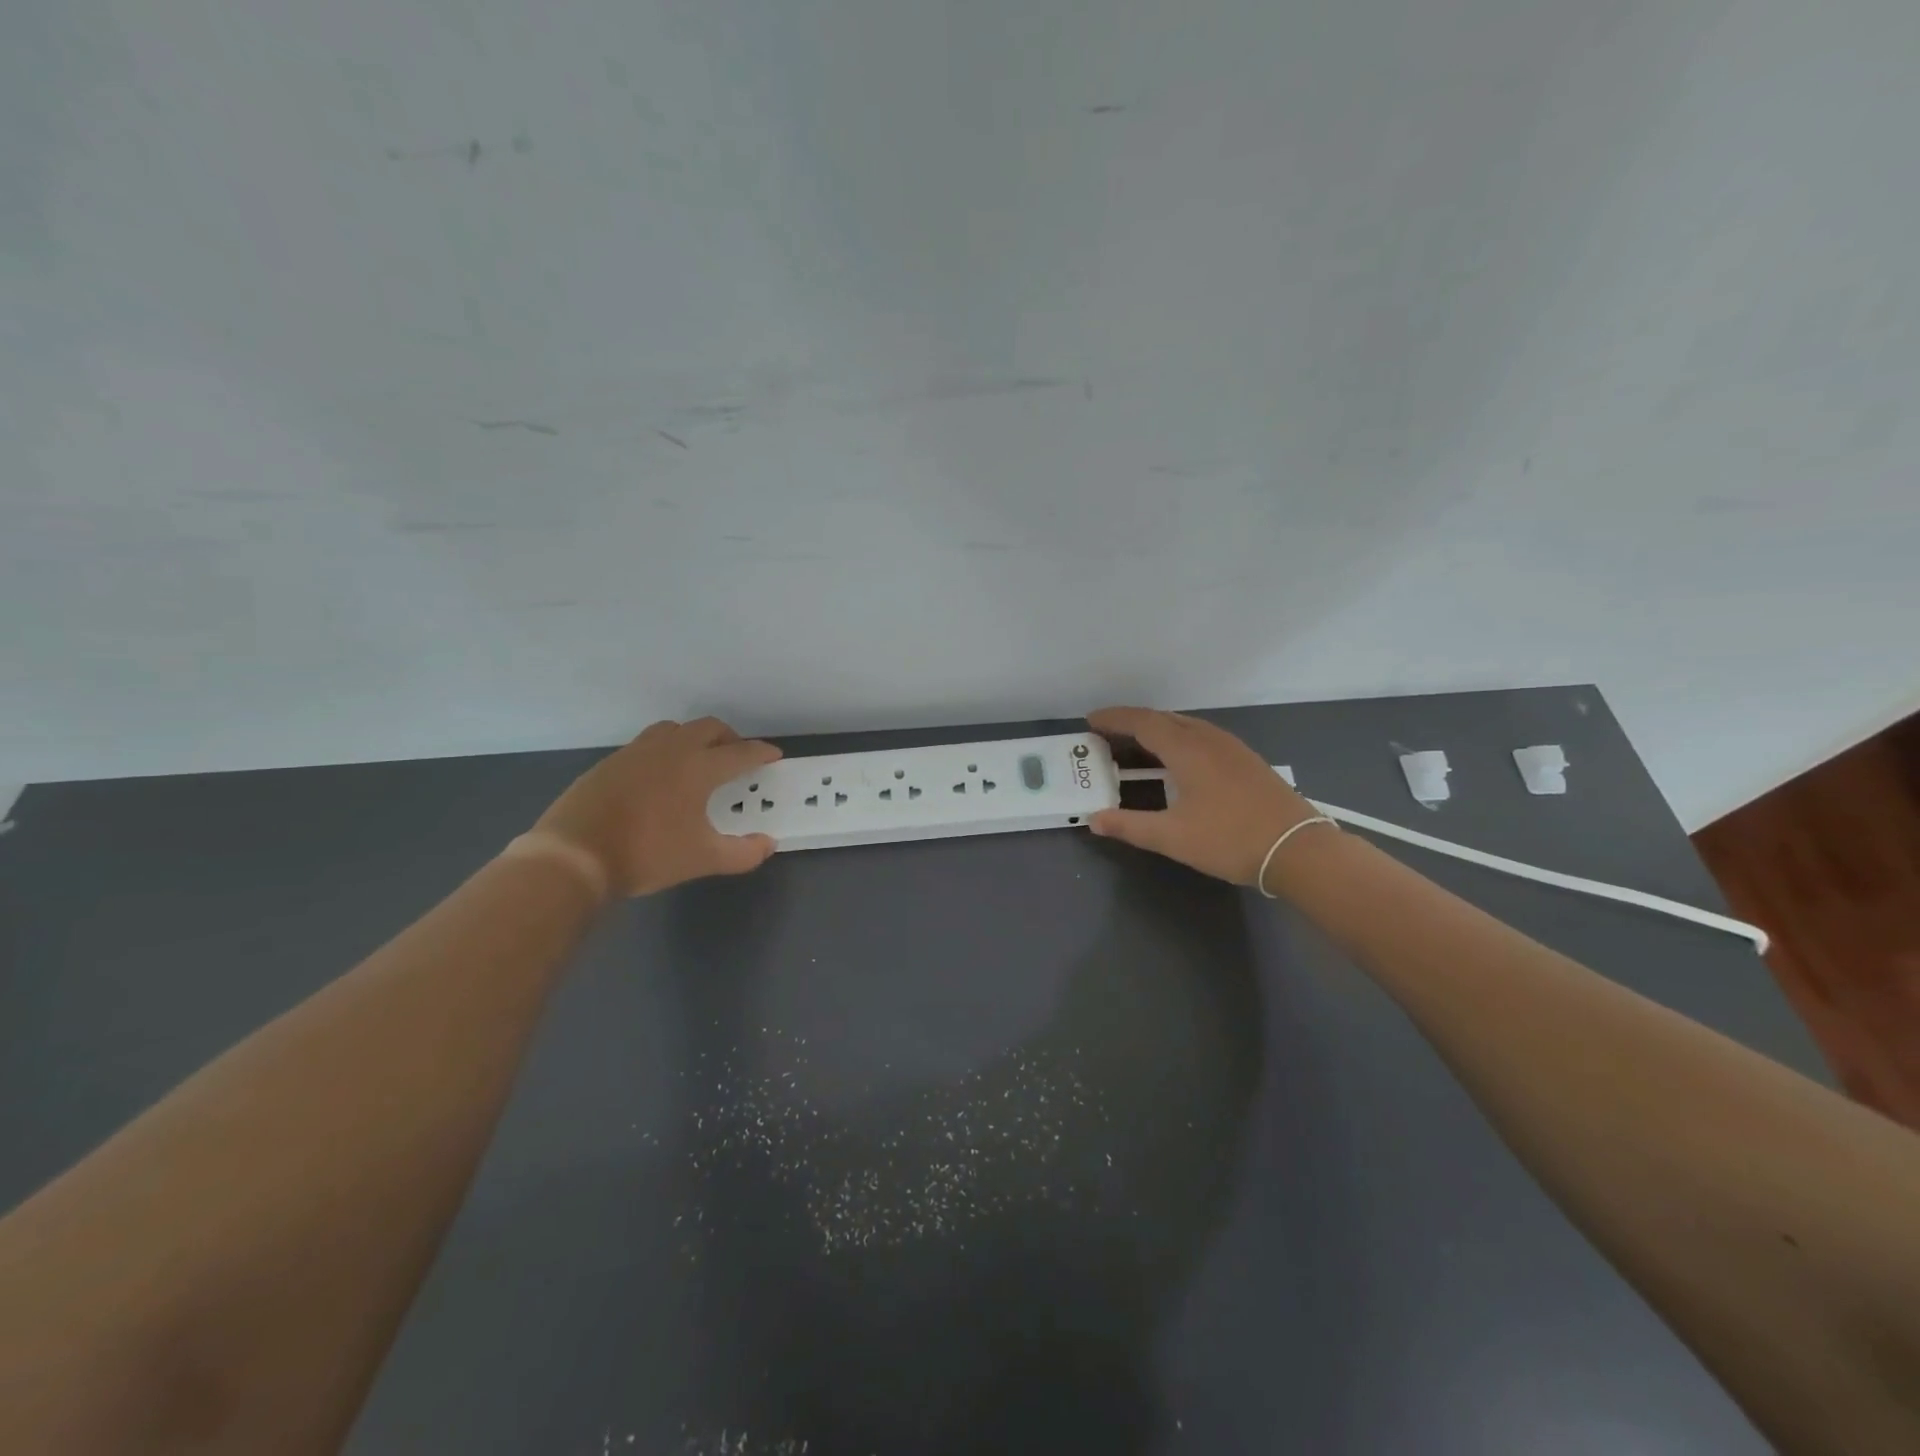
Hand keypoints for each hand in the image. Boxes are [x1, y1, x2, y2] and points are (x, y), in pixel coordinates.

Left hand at [534, 717, 780, 896]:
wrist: (574, 854)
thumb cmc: (647, 854)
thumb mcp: (702, 859)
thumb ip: (742, 853)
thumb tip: (767, 844)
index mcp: (699, 767)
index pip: (740, 753)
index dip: (761, 753)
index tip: (773, 755)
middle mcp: (671, 750)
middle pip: (709, 728)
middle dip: (730, 738)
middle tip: (737, 756)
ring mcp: (636, 752)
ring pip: (674, 729)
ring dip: (694, 737)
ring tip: (698, 760)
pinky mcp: (611, 762)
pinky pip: (647, 744)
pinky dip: (665, 750)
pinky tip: (660, 777)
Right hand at [1087, 706, 1320, 886]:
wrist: (1298, 849)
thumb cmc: (1230, 839)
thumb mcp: (1172, 837)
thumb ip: (1129, 826)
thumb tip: (1094, 819)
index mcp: (1187, 749)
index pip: (1142, 722)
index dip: (1114, 719)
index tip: (1090, 721)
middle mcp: (1208, 739)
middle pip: (1163, 719)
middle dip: (1132, 722)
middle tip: (1107, 734)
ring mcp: (1231, 747)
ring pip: (1186, 725)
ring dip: (1157, 729)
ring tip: (1136, 743)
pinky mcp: (1246, 760)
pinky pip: (1202, 736)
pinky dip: (1178, 738)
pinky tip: (1177, 759)